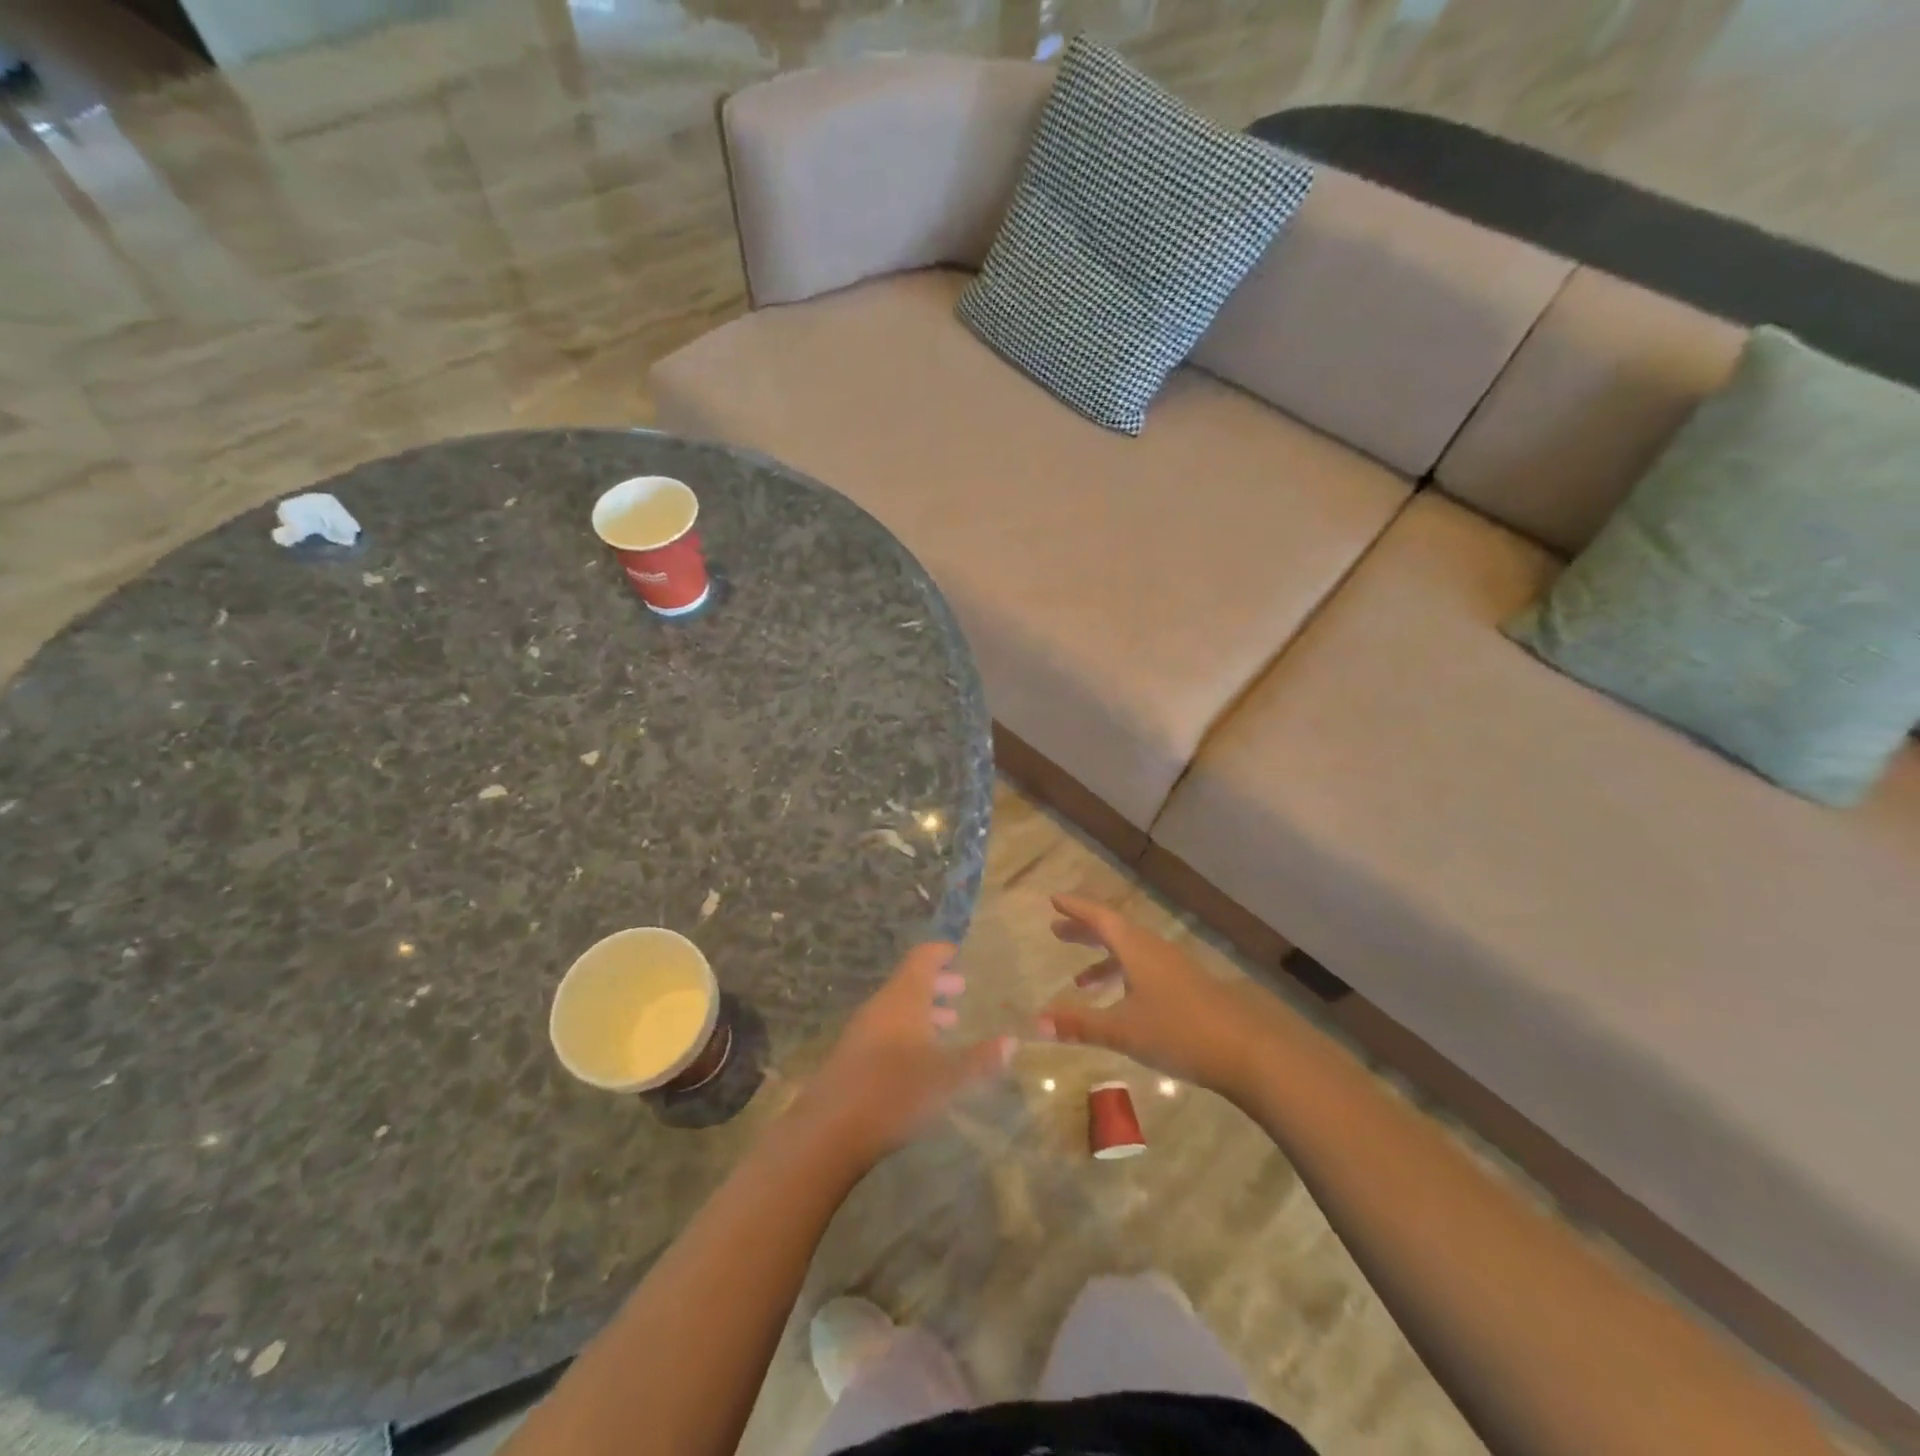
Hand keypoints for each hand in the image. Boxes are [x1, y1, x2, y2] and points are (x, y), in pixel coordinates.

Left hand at [793, 943, 1014, 1165]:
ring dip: (923, 1011)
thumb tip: (1012, 1041)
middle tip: (962, 989)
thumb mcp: (948, 1079)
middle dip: (937, 983)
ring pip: (898, 1008)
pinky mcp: (852, 1057)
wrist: (829, 1130)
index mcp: (904, 998)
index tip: (959, 952)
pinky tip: (921, 1059)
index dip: (941, 952)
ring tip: (949, 1025)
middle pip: (910, 982)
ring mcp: (862, 1031)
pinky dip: (908, 1031)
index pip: (922, 958)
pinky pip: (886, 1029)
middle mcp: (881, 1006)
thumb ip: (981, 1060)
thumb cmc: (895, 1092)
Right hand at [1038, 895, 1280, 1095]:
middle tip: (1057, 930)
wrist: (1246, 1049)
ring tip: (1080, 978)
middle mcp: (1154, 950)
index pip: (1100, 918)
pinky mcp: (1187, 987)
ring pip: (1131, 952)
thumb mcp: (1122, 1030)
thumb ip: (1079, 1024)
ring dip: (1104, 957)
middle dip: (1085, 930)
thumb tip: (1036, 1021)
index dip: (1076, 909)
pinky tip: (1121, 1002)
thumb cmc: (1178, 1031)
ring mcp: (1174, 968)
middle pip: (1114, 930)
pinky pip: (1145, 969)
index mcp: (1136, 948)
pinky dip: (1124, 976)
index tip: (1054, 900)